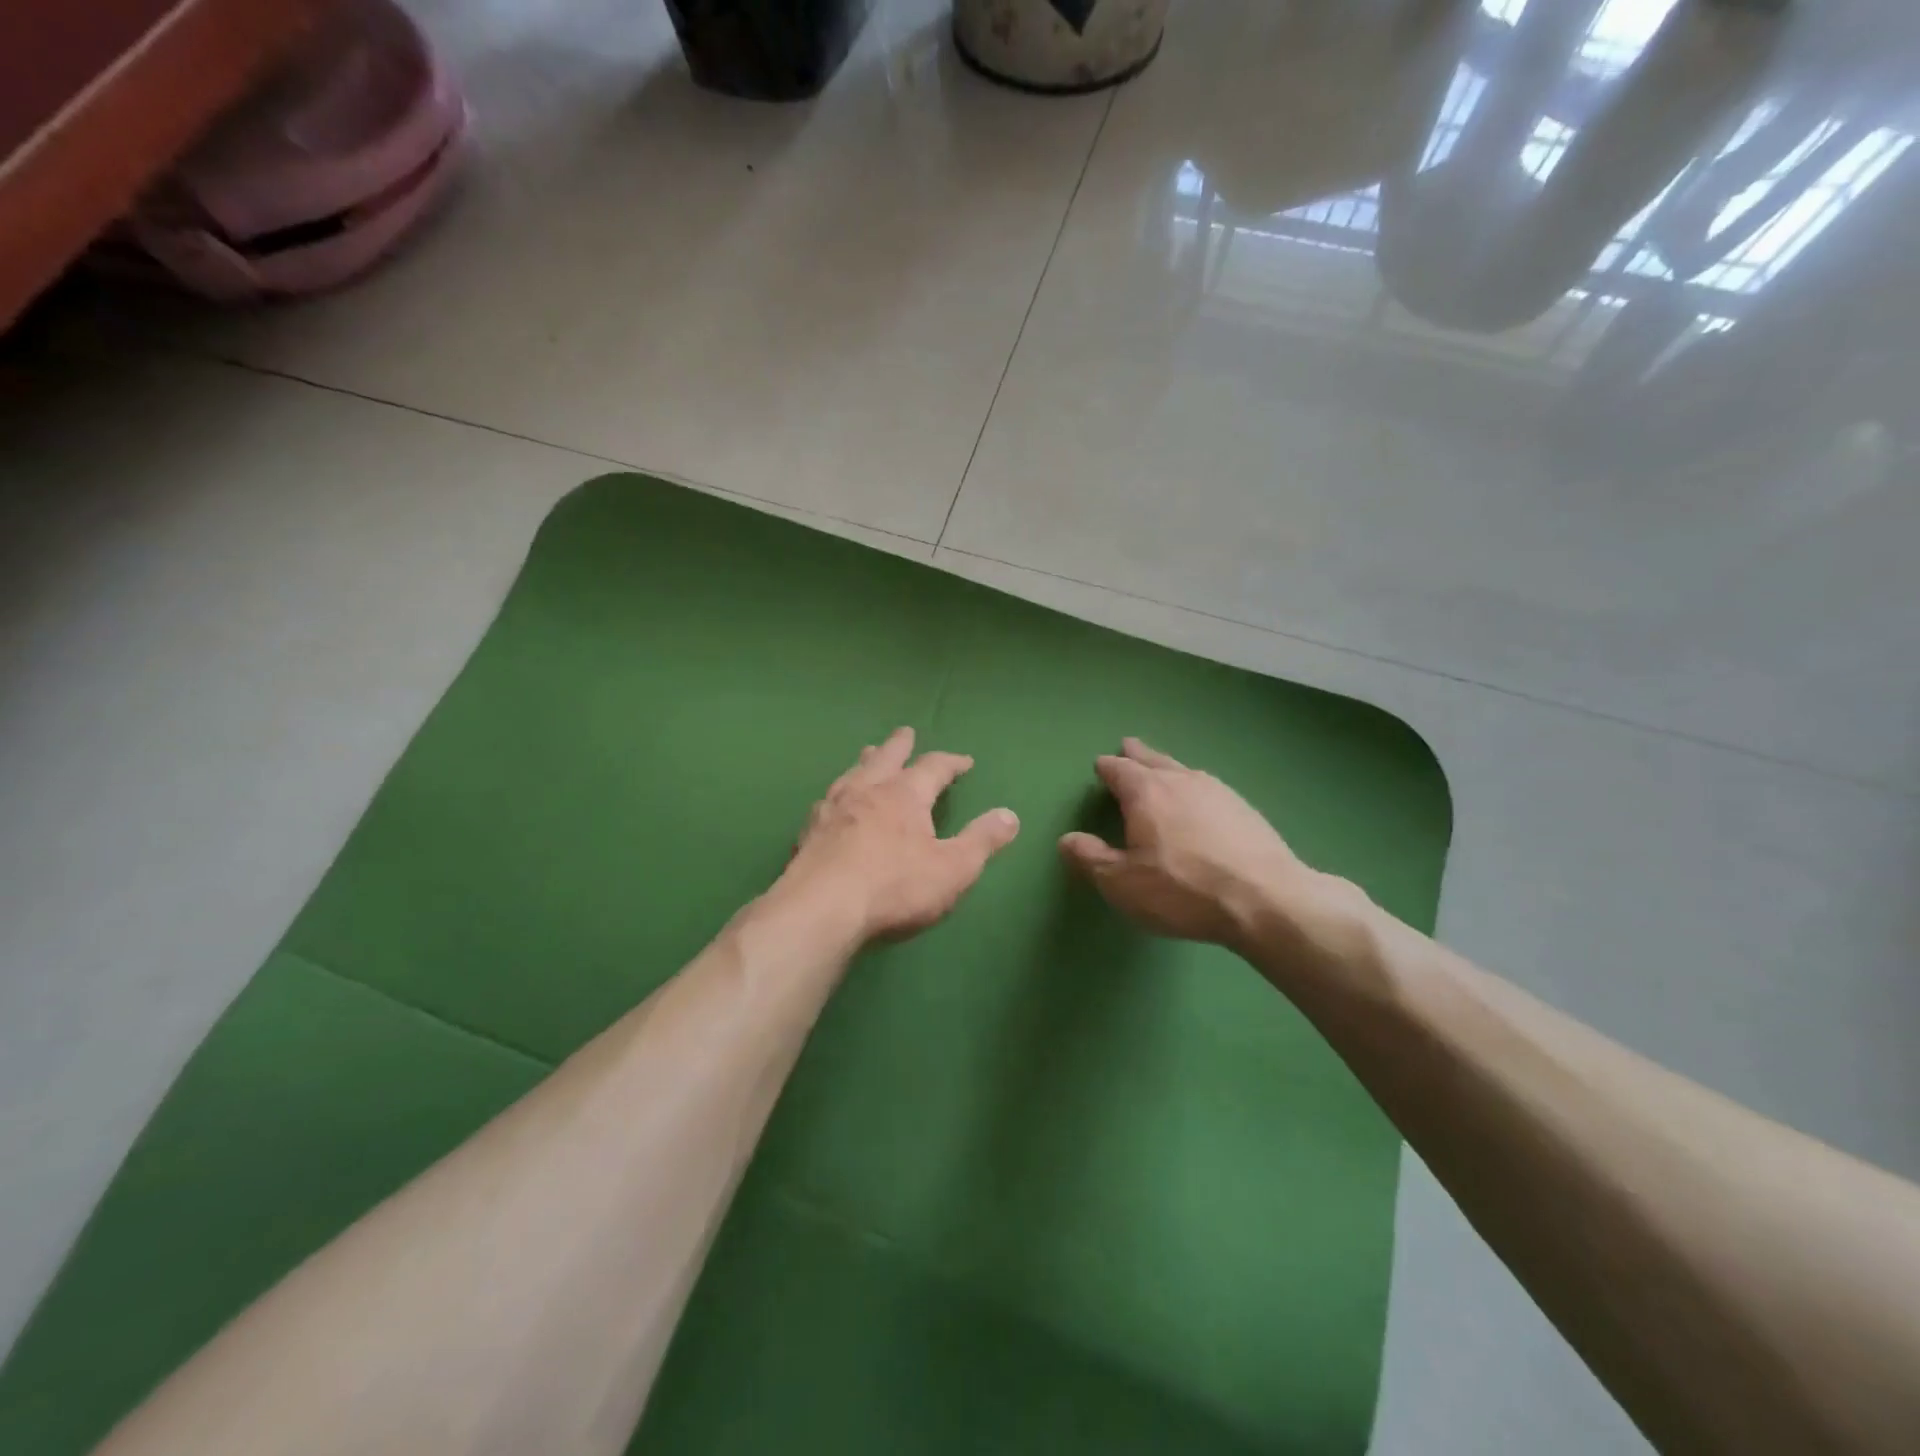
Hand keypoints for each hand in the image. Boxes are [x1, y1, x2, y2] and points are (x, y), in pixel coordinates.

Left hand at [778, 727, 1019, 944]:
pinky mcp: (808, 832)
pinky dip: (836, 795)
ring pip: (852, 774)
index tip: (964, 761)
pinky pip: (825, 802)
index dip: (951, 762)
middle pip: (885, 757)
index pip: (933, 767)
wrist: (821, 909)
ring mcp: (832, 809)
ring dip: (865, 762)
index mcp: (904, 795)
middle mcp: (867, 791)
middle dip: (900, 745)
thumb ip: (982, 840)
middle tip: (905, 733)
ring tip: (867, 755)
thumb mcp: (954, 868)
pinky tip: (830, 803)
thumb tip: (1010, 815)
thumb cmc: (895, 887)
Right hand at [1058, 737, 1357, 951]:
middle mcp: (1181, 781)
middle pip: (1153, 760)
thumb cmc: (1183, 890)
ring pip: (1184, 770)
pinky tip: (1200, 799)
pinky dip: (1194, 787)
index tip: (1100, 764)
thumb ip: (1092, 859)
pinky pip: (1208, 788)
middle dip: (1137, 754)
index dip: (1107, 767)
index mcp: (1146, 793)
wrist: (1267, 900)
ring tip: (1162, 767)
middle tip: (1128, 744)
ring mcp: (1218, 792)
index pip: (1119, 770)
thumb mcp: (1123, 883)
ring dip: (1167, 767)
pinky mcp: (1245, 809)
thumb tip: (1067, 839)